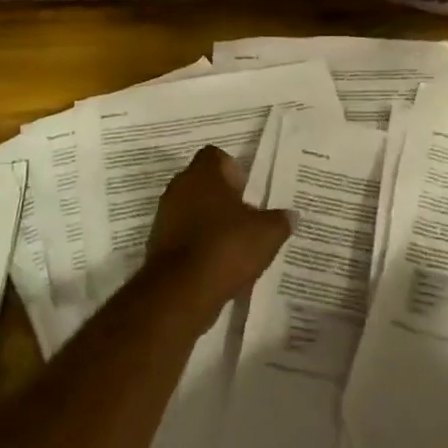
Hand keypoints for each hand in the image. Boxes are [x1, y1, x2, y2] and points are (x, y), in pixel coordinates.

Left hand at [145, 147, 289, 309]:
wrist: (181, 291)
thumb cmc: (226, 247)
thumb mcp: (267, 234)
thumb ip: (280, 220)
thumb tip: (290, 215)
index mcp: (203, 174)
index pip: (216, 156)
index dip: (234, 170)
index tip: (248, 191)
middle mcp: (179, 187)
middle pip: (204, 184)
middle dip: (224, 199)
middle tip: (246, 219)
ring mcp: (165, 216)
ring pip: (193, 211)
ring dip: (211, 224)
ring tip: (235, 247)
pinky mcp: (157, 244)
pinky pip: (184, 236)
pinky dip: (199, 246)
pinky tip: (218, 266)